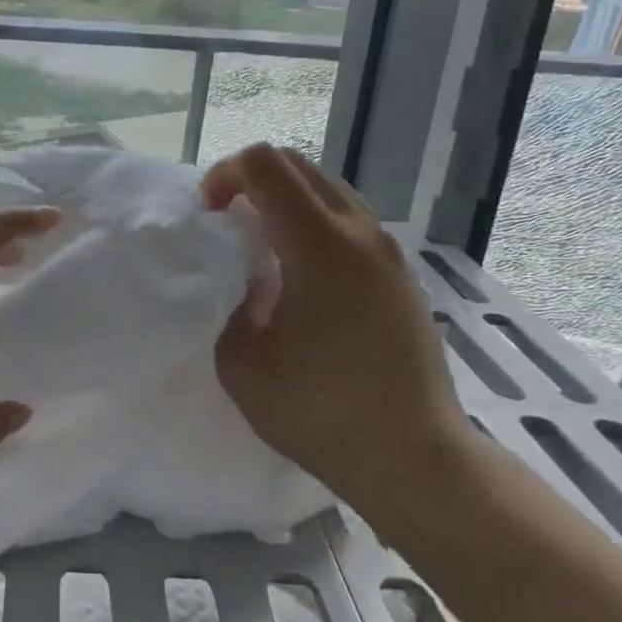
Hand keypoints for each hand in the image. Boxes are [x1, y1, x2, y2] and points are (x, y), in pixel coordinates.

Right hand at [202, 144, 475, 528]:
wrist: (414, 457)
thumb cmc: (322, 414)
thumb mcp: (242, 366)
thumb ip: (227, 306)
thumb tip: (241, 280)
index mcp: (319, 246)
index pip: (265, 165)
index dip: (224, 173)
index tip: (208, 214)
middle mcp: (359, 233)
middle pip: (298, 165)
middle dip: (250, 179)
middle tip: (226, 222)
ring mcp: (388, 252)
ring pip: (328, 189)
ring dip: (284, 199)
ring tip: (261, 246)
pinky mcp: (401, 274)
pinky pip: (350, 220)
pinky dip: (313, 222)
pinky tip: (300, 274)